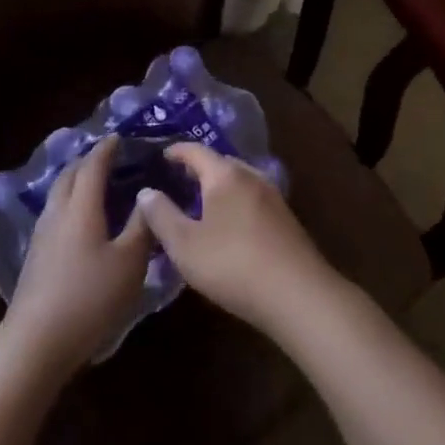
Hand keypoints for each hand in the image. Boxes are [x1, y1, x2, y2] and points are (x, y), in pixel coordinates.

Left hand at [2, 135, 153, 377]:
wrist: (37, 341)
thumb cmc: (90, 297)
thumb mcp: (130, 262)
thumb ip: (142, 225)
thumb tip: (149, 194)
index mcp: (81, 207)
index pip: (93, 166)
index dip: (106, 149)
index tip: (119, 137)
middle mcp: (57, 213)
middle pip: (69, 175)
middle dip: (88, 162)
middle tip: (110, 159)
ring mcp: (42, 235)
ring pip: (58, 195)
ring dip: (76, 182)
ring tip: (98, 185)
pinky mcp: (36, 256)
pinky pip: (55, 214)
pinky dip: (71, 204)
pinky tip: (83, 220)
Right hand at [131, 142, 339, 338]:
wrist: (298, 294)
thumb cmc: (232, 264)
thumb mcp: (184, 244)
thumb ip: (161, 215)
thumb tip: (147, 192)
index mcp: (225, 175)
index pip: (196, 151)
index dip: (176, 152)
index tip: (161, 156)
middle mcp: (252, 177)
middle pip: (221, 163)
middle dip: (198, 169)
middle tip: (176, 181)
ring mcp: (274, 197)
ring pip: (239, 182)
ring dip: (218, 187)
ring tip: (199, 204)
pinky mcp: (286, 220)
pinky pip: (252, 200)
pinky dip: (234, 203)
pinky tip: (227, 226)